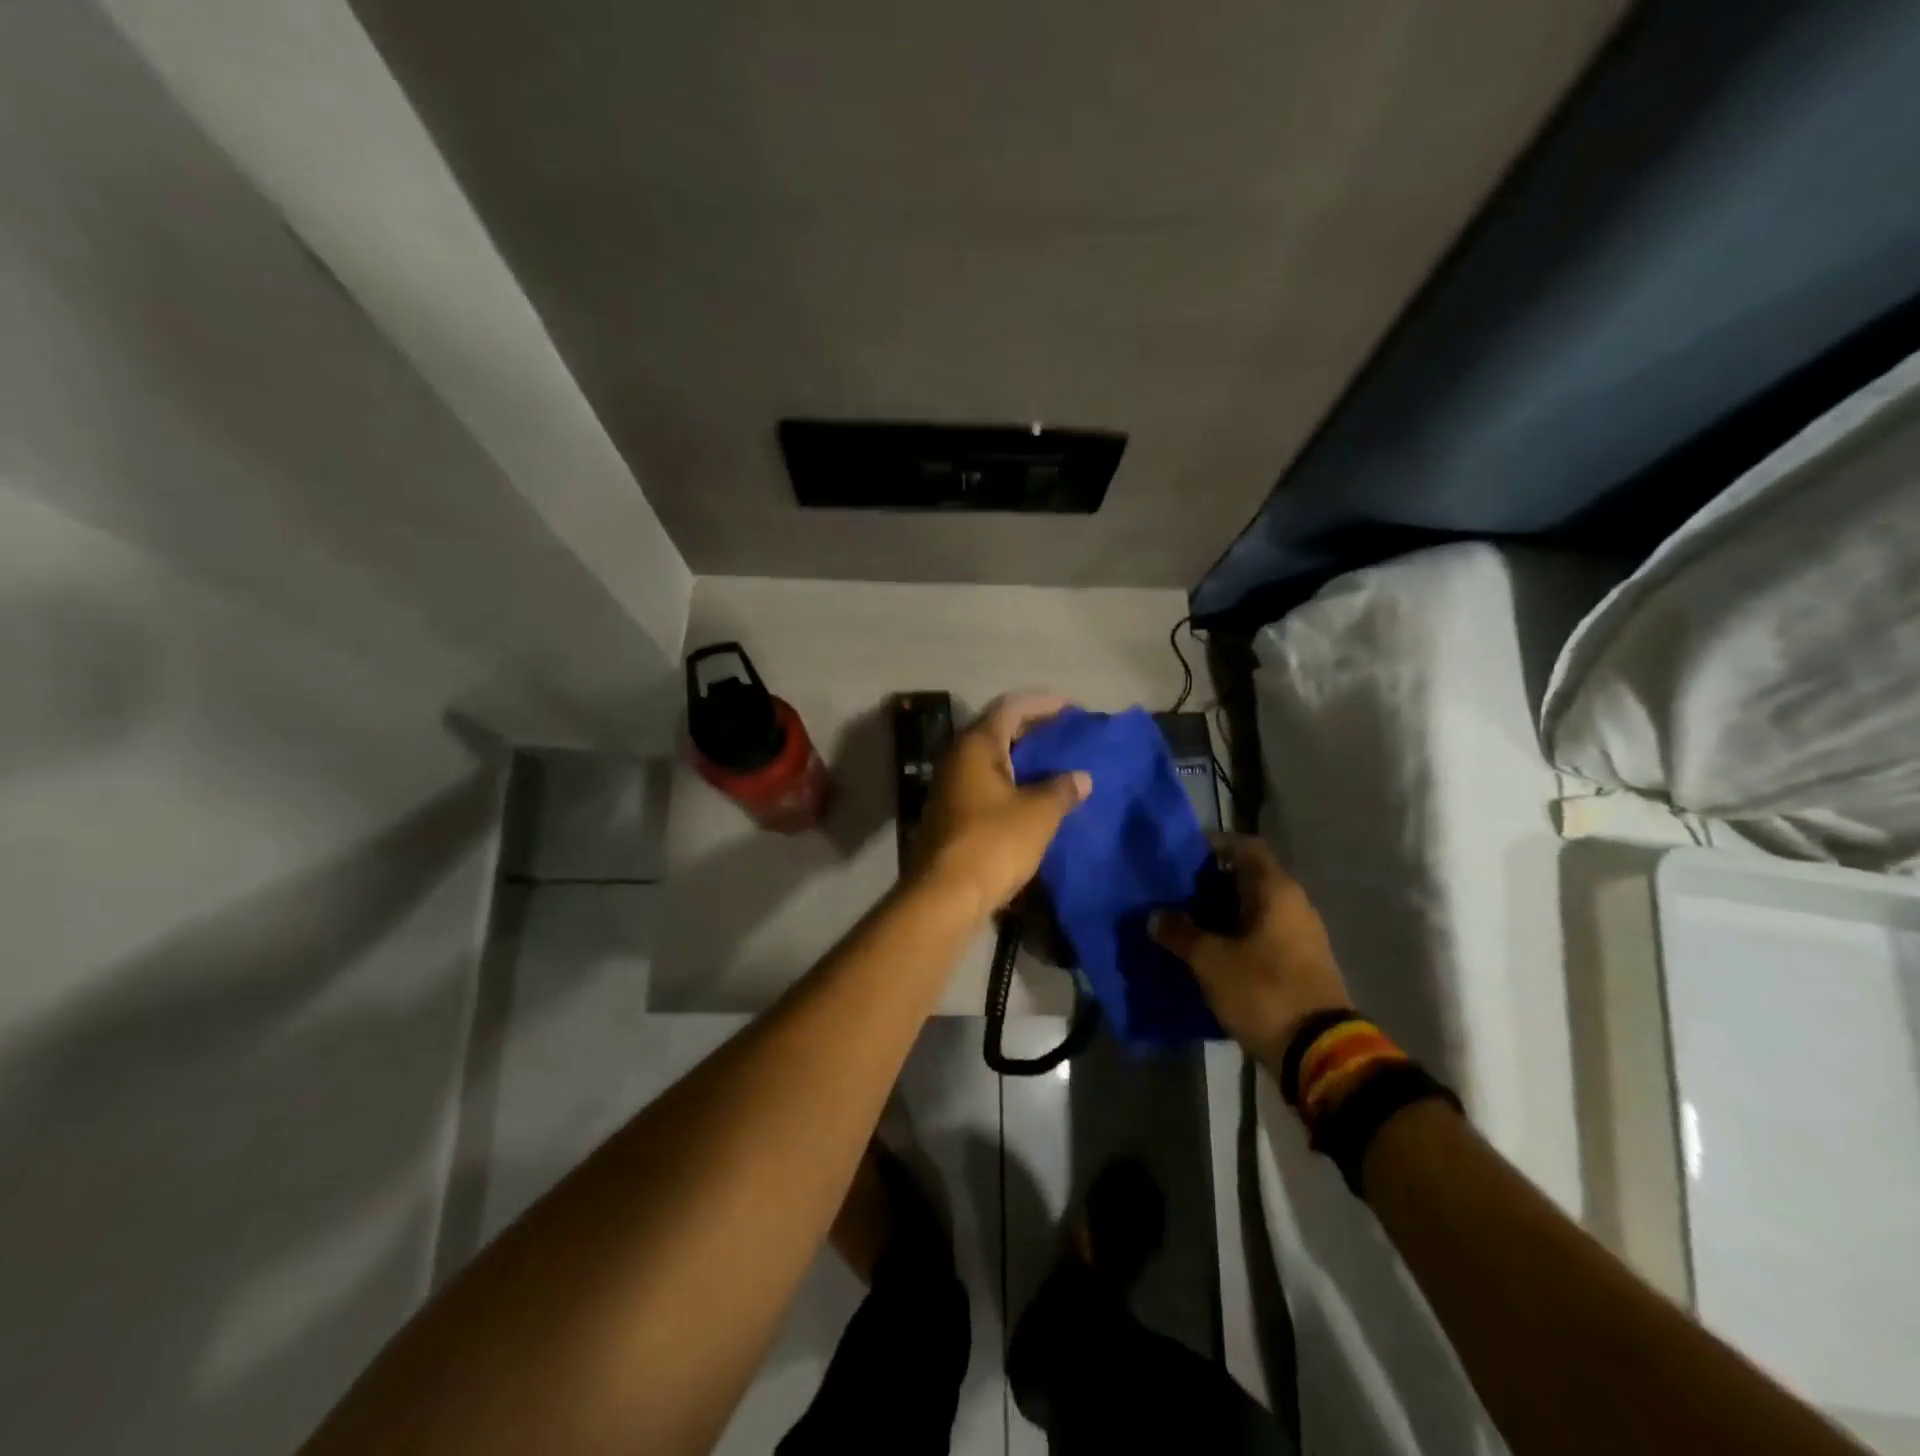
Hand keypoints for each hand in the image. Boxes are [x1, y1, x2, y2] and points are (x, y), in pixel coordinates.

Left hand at [913, 693, 1091, 920]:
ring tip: (1057, 767)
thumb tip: (1081, 777)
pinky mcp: (950, 814)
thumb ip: (1062, 789)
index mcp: (976, 745)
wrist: (945, 896)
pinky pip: (985, 785)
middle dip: (1034, 731)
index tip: (1072, 711)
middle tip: (1067, 738)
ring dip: (1023, 760)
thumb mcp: (1038, 814)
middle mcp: (957, 758)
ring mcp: (949, 787)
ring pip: (991, 760)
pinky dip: (1011, 783)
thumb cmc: (993, 843)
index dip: (1043, 703)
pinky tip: (1034, 799)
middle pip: (998, 730)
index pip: (1011, 706)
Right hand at [1151, 833, 1350, 1066]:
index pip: (1246, 847)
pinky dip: (1237, 936)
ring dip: (1223, 913)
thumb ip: (1180, 933)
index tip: (1184, 854)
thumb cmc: (1263, 990)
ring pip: (1256, 909)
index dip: (1216, 844)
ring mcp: (1302, 935)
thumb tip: (1156, 916)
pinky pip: (1264, 935)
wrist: (1319, 1052)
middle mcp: (1294, 905)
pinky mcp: (1301, 963)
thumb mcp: (1210, 961)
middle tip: (1176, 892)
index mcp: (1276, 891)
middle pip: (1250, 878)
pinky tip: (1211, 951)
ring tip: (1187, 922)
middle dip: (1212, 883)